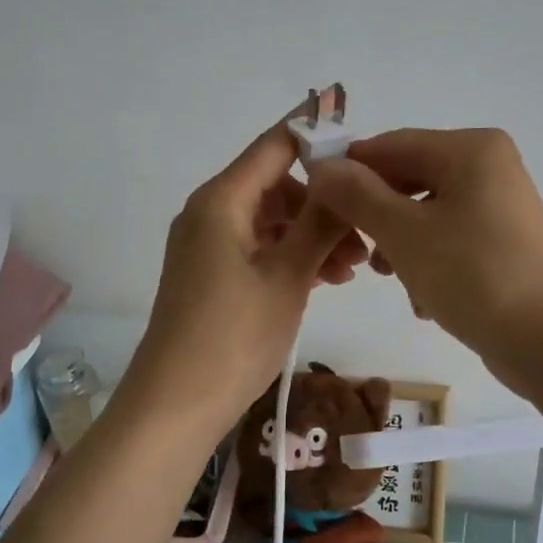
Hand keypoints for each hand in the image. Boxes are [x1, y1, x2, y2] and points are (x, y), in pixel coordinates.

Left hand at [120, 118, 367, 437]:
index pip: (276, 144)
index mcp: (222, 199)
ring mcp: (208, 244)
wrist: (175, 405)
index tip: (366, 148)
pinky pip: (259, 247)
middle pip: (277, 184)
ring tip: (353, 269)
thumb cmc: (234, 336)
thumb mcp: (288, 276)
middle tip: (366, 236)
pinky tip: (326, 280)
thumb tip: (347, 175)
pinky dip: (292, 256)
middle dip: (324, 203)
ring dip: (313, 235)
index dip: (320, 136)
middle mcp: (210, 211)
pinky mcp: (211, 274)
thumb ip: (321, 222)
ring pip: (272, 220)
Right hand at [305, 128, 542, 367]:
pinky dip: (430, 265)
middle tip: (355, 253)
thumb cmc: (475, 275)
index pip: (390, 145)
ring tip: (394, 280)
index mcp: (470, 149)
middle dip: (377, 217)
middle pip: (410, 180)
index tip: (315, 205)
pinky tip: (426, 301)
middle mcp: (489, 168)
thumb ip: (358, 195)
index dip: (349, 171)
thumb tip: (322, 166)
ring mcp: (500, 208)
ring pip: (427, 215)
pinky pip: (451, 241)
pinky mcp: (504, 245)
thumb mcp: (404, 233)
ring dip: (401, 246)